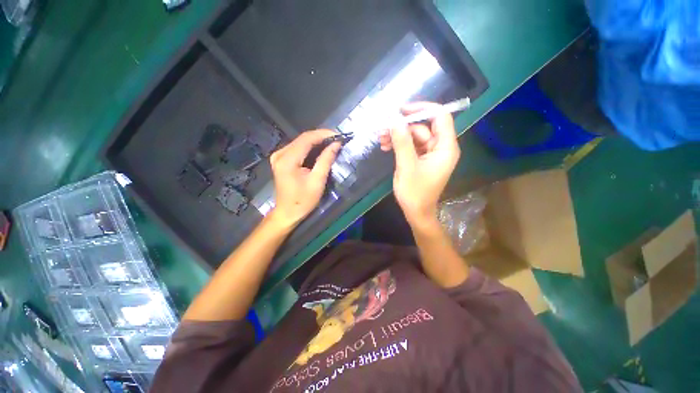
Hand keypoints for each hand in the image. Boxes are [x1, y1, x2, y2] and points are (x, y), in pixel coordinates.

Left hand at [269, 129, 340, 227]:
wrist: (287, 212)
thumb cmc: (303, 201)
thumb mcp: (317, 181)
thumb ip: (326, 160)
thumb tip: (336, 144)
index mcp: (287, 160)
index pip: (307, 139)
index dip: (323, 134)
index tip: (338, 135)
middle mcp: (280, 154)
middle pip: (303, 138)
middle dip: (321, 137)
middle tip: (337, 139)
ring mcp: (278, 156)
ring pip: (300, 142)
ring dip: (316, 141)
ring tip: (331, 143)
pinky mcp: (280, 159)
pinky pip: (297, 148)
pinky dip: (310, 147)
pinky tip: (320, 149)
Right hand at [379, 102, 459, 225]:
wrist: (416, 213)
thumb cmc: (414, 193)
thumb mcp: (406, 166)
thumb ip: (402, 142)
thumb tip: (394, 119)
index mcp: (445, 148)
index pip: (440, 117)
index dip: (422, 109)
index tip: (401, 110)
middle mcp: (440, 147)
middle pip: (423, 127)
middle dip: (402, 127)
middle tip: (382, 129)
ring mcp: (431, 154)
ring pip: (414, 136)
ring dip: (398, 136)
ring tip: (380, 139)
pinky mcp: (422, 159)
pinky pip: (411, 146)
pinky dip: (399, 145)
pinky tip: (385, 147)